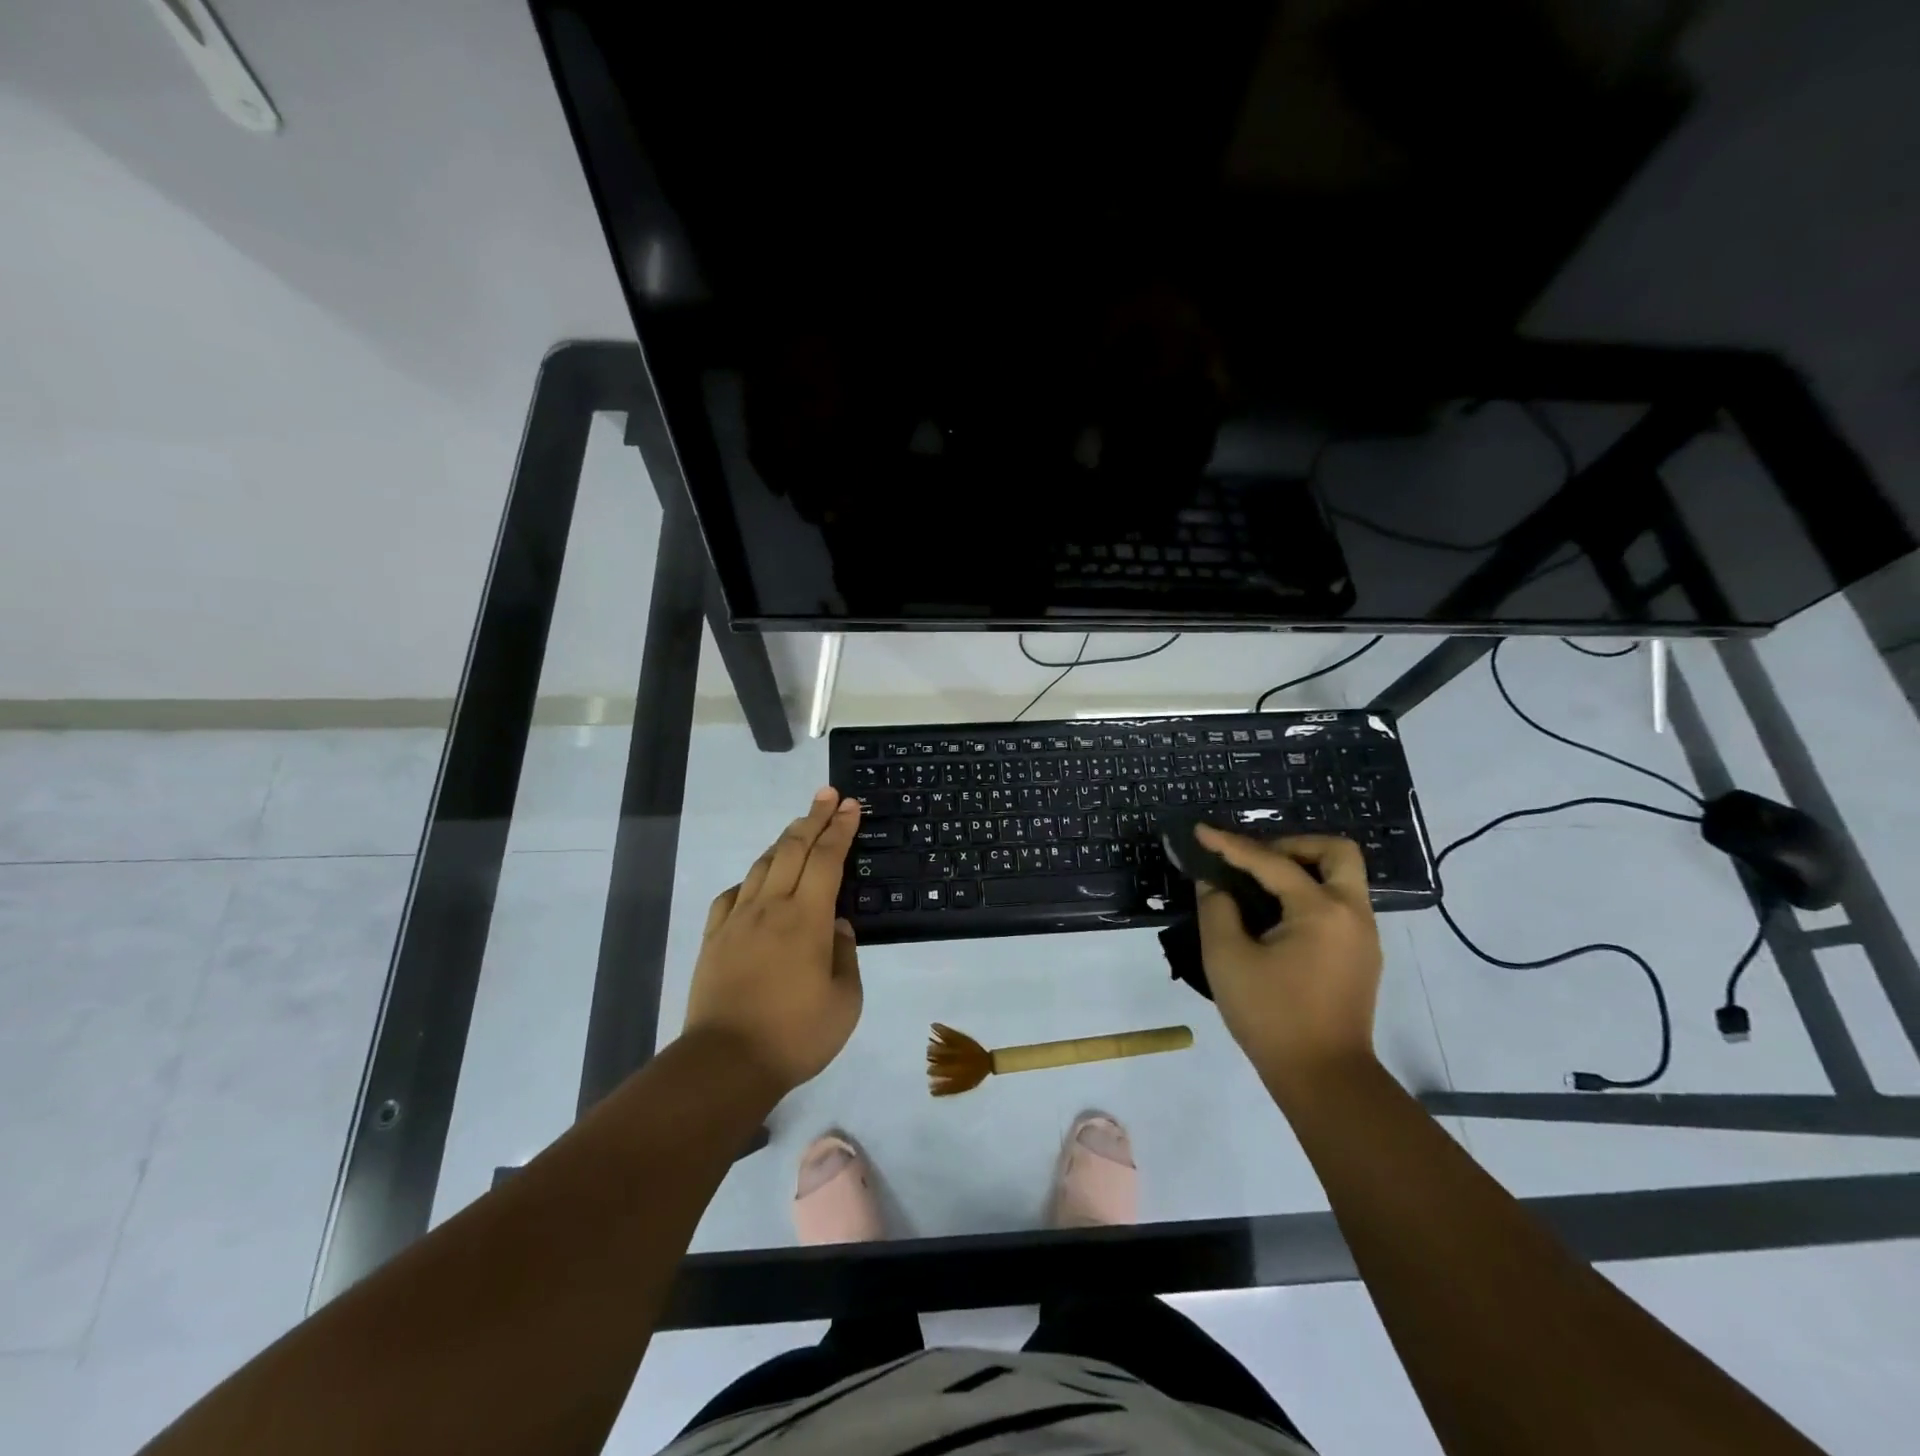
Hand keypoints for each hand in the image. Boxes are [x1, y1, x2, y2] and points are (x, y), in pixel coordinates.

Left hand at [683, 788, 863, 1096]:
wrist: (725, 1063)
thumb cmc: (795, 1035)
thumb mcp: (845, 1001)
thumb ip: (845, 956)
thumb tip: (837, 926)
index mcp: (808, 918)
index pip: (828, 859)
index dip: (841, 828)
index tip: (850, 805)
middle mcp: (771, 907)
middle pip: (794, 849)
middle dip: (814, 817)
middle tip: (828, 795)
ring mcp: (738, 920)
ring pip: (763, 865)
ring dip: (785, 840)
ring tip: (799, 826)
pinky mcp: (714, 938)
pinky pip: (733, 894)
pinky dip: (751, 878)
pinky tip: (757, 882)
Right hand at [1193, 828, 1383, 1093]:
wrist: (1324, 1079)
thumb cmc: (1271, 1016)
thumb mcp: (1226, 959)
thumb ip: (1217, 909)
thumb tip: (1215, 883)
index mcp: (1322, 911)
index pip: (1272, 862)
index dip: (1231, 845)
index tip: (1201, 831)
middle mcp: (1352, 914)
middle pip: (1335, 852)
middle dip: (1293, 845)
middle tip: (1255, 859)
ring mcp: (1363, 936)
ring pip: (1342, 877)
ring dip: (1303, 868)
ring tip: (1259, 885)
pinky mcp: (1361, 955)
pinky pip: (1339, 904)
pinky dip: (1309, 894)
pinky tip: (1276, 915)